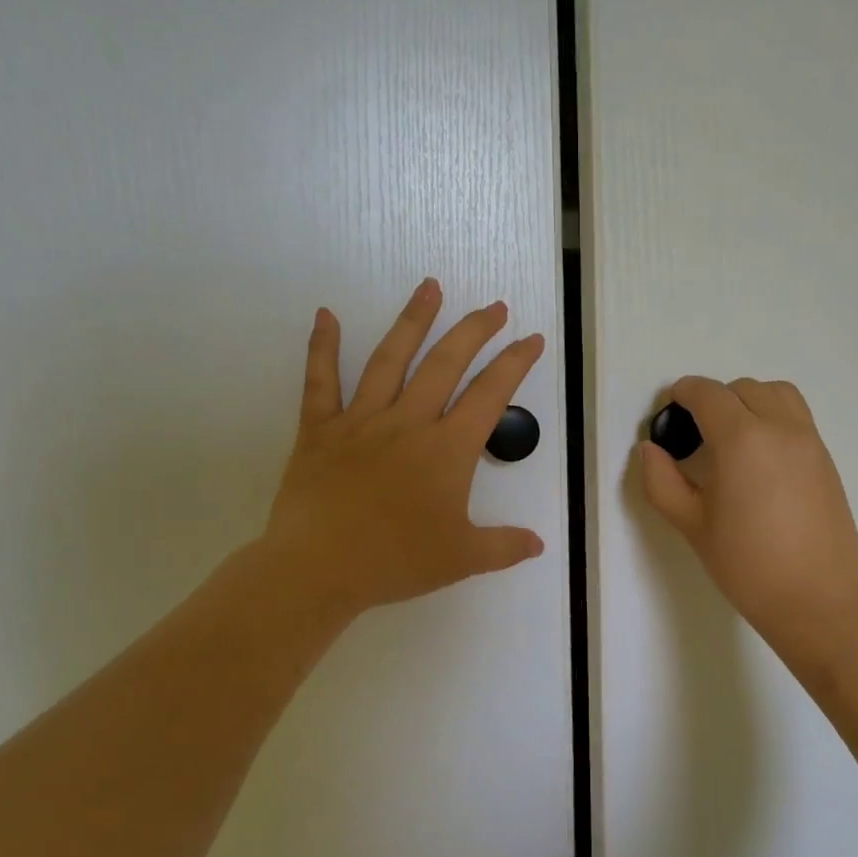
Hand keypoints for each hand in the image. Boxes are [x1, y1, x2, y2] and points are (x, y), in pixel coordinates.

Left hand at [251, 278, 545, 623]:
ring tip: (429, 287)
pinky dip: (321, 347)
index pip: (491, 395)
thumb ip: (504, 546)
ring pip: (390, 359)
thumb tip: (539, 543)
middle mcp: (409, 422)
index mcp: (448, 449)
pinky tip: (324, 314)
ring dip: (413, 320)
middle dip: (474, 330)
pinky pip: (320, 381)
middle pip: (446, 363)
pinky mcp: (320, 430)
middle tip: (494, 306)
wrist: (318, 569)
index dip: (515, 363)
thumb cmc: (395, 561)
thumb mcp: (462, 559)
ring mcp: (361, 421)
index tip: (532, 338)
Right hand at [638, 376, 857, 676]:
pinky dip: (774, 417)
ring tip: (733, 437)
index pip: (707, 394)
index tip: (668, 412)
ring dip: (749, 401)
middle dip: (714, 400)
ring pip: (776, 393)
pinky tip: (760, 459)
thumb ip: (662, 481)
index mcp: (742, 439)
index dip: (682, 394)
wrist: (817, 601)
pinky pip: (797, 417)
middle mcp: (780, 428)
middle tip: (696, 434)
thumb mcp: (692, 525)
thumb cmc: (747, 566)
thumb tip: (650, 449)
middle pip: (742, 389)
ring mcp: (809, 441)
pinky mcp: (826, 459)